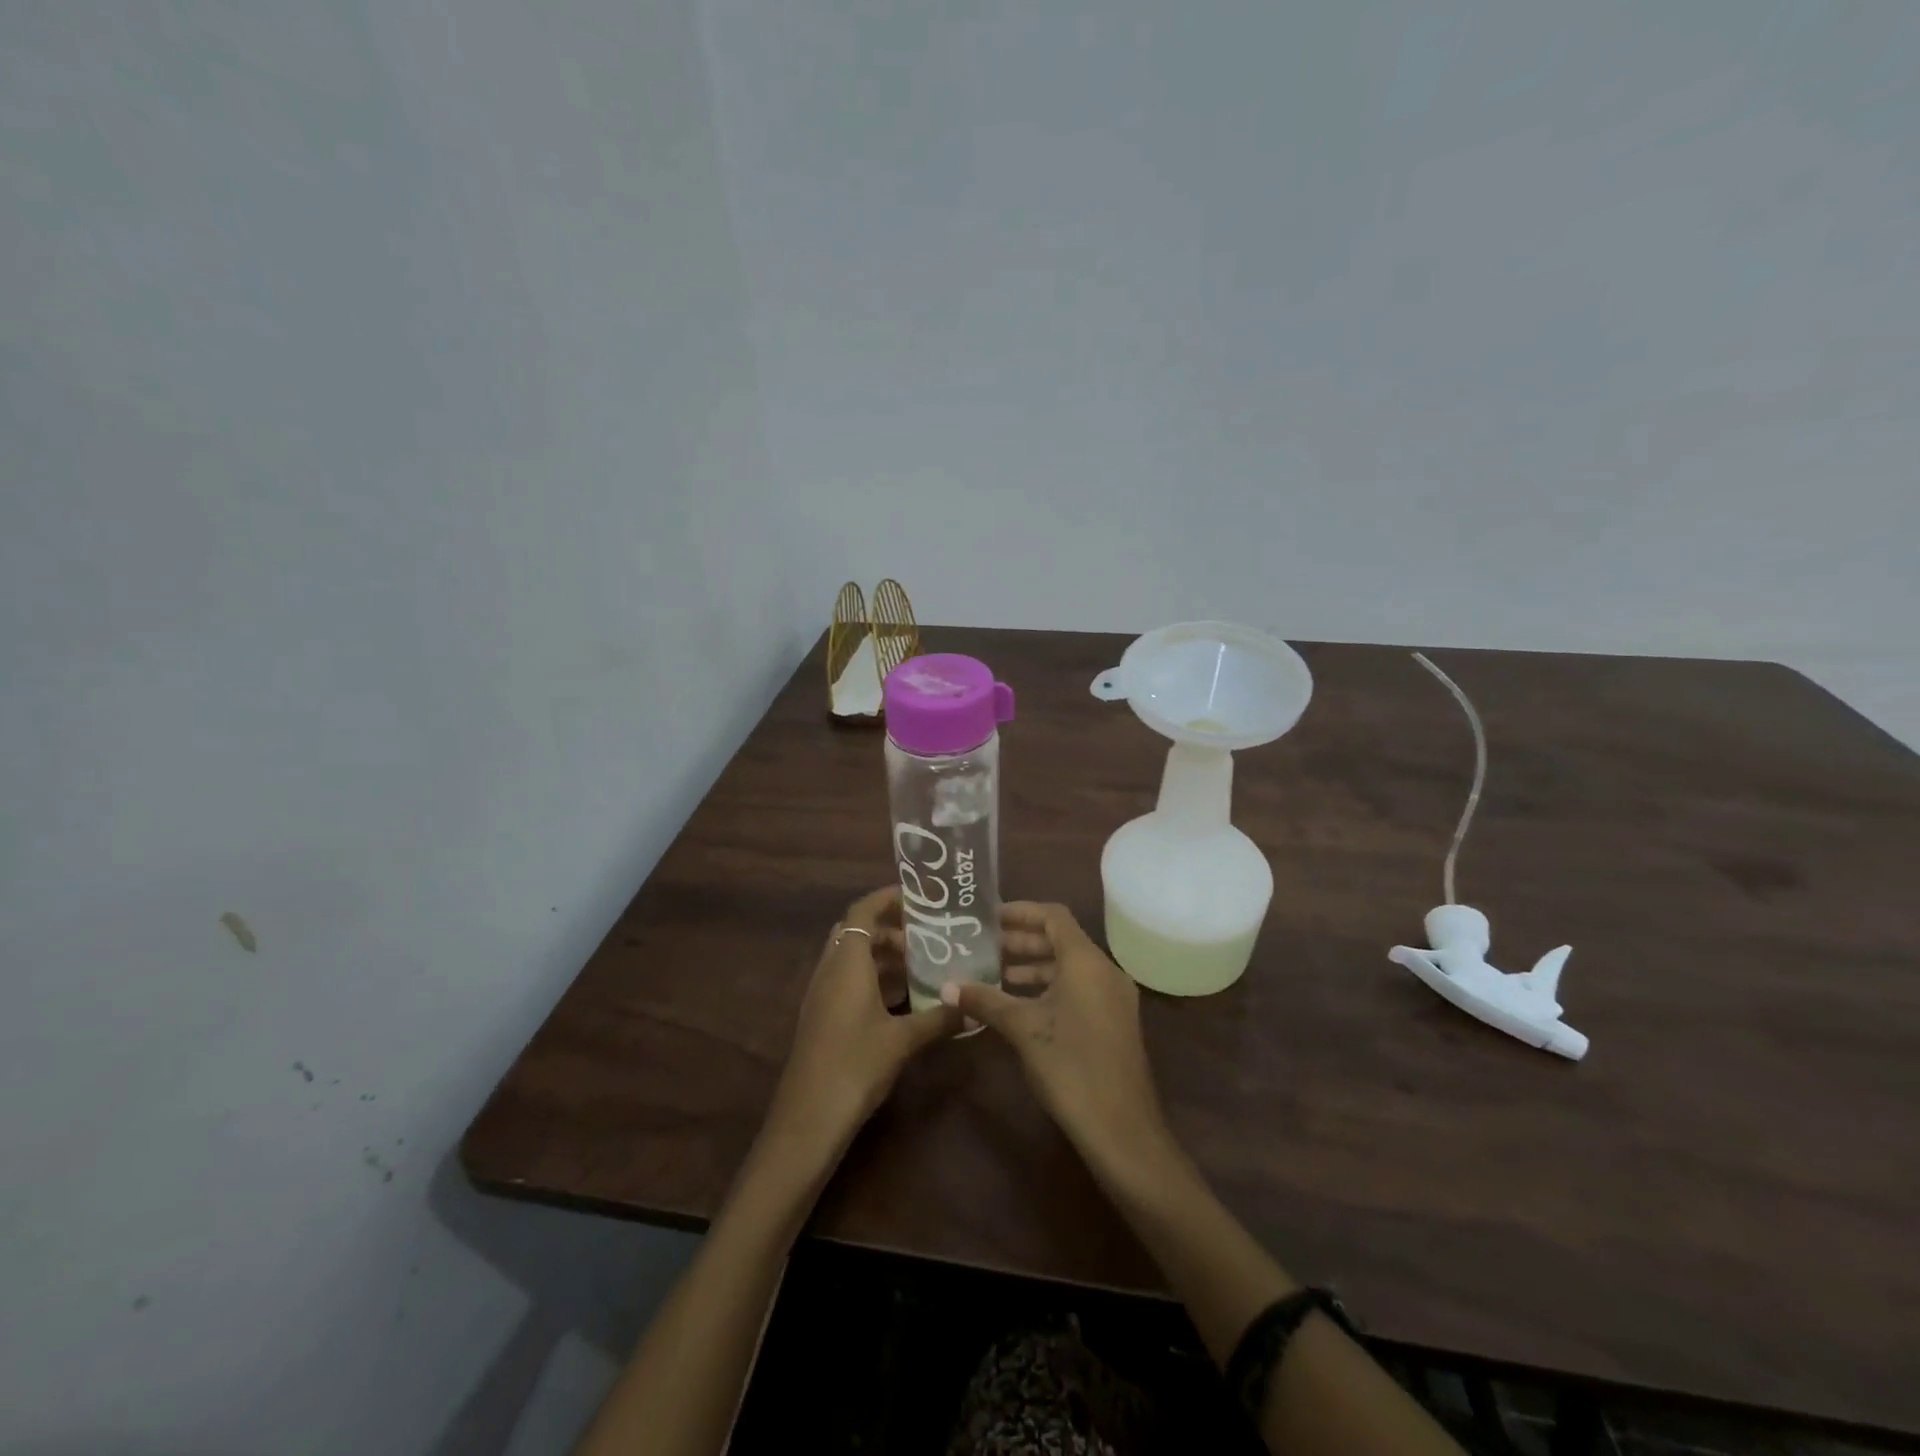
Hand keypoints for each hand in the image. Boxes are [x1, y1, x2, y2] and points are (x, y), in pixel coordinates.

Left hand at [763, 887, 962, 1163]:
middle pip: (858, 932)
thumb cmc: (854, 1065)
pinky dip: (875, 978)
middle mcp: (830, 970)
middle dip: (891, 928)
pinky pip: (850, 980)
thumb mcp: (902, 1040)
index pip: (862, 911)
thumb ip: (939, 1018)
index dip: (888, 898)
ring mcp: (823, 994)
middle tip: (929, 934)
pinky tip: (905, 997)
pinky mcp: (823, 1016)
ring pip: (853, 958)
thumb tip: (974, 1006)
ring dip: (884, 955)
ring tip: (924, 962)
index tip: (921, 898)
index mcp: (846, 962)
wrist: (807, 1119)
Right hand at [944, 902, 1171, 1178]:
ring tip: (995, 975)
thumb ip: (986, 1001)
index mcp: (1086, 961)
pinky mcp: (1114, 1022)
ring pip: (1070, 967)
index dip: (1021, 911)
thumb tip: (947, 986)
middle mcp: (1104, 970)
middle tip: (984, 947)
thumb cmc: (1070, 1066)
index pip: (1053, 916)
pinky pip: (1079, 988)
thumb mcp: (1023, 1029)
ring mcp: (1113, 997)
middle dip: (1022, 941)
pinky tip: (1020, 1006)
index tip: (988, 917)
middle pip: (1061, 940)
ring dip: (1034, 966)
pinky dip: (1049, 988)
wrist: (1122, 1129)